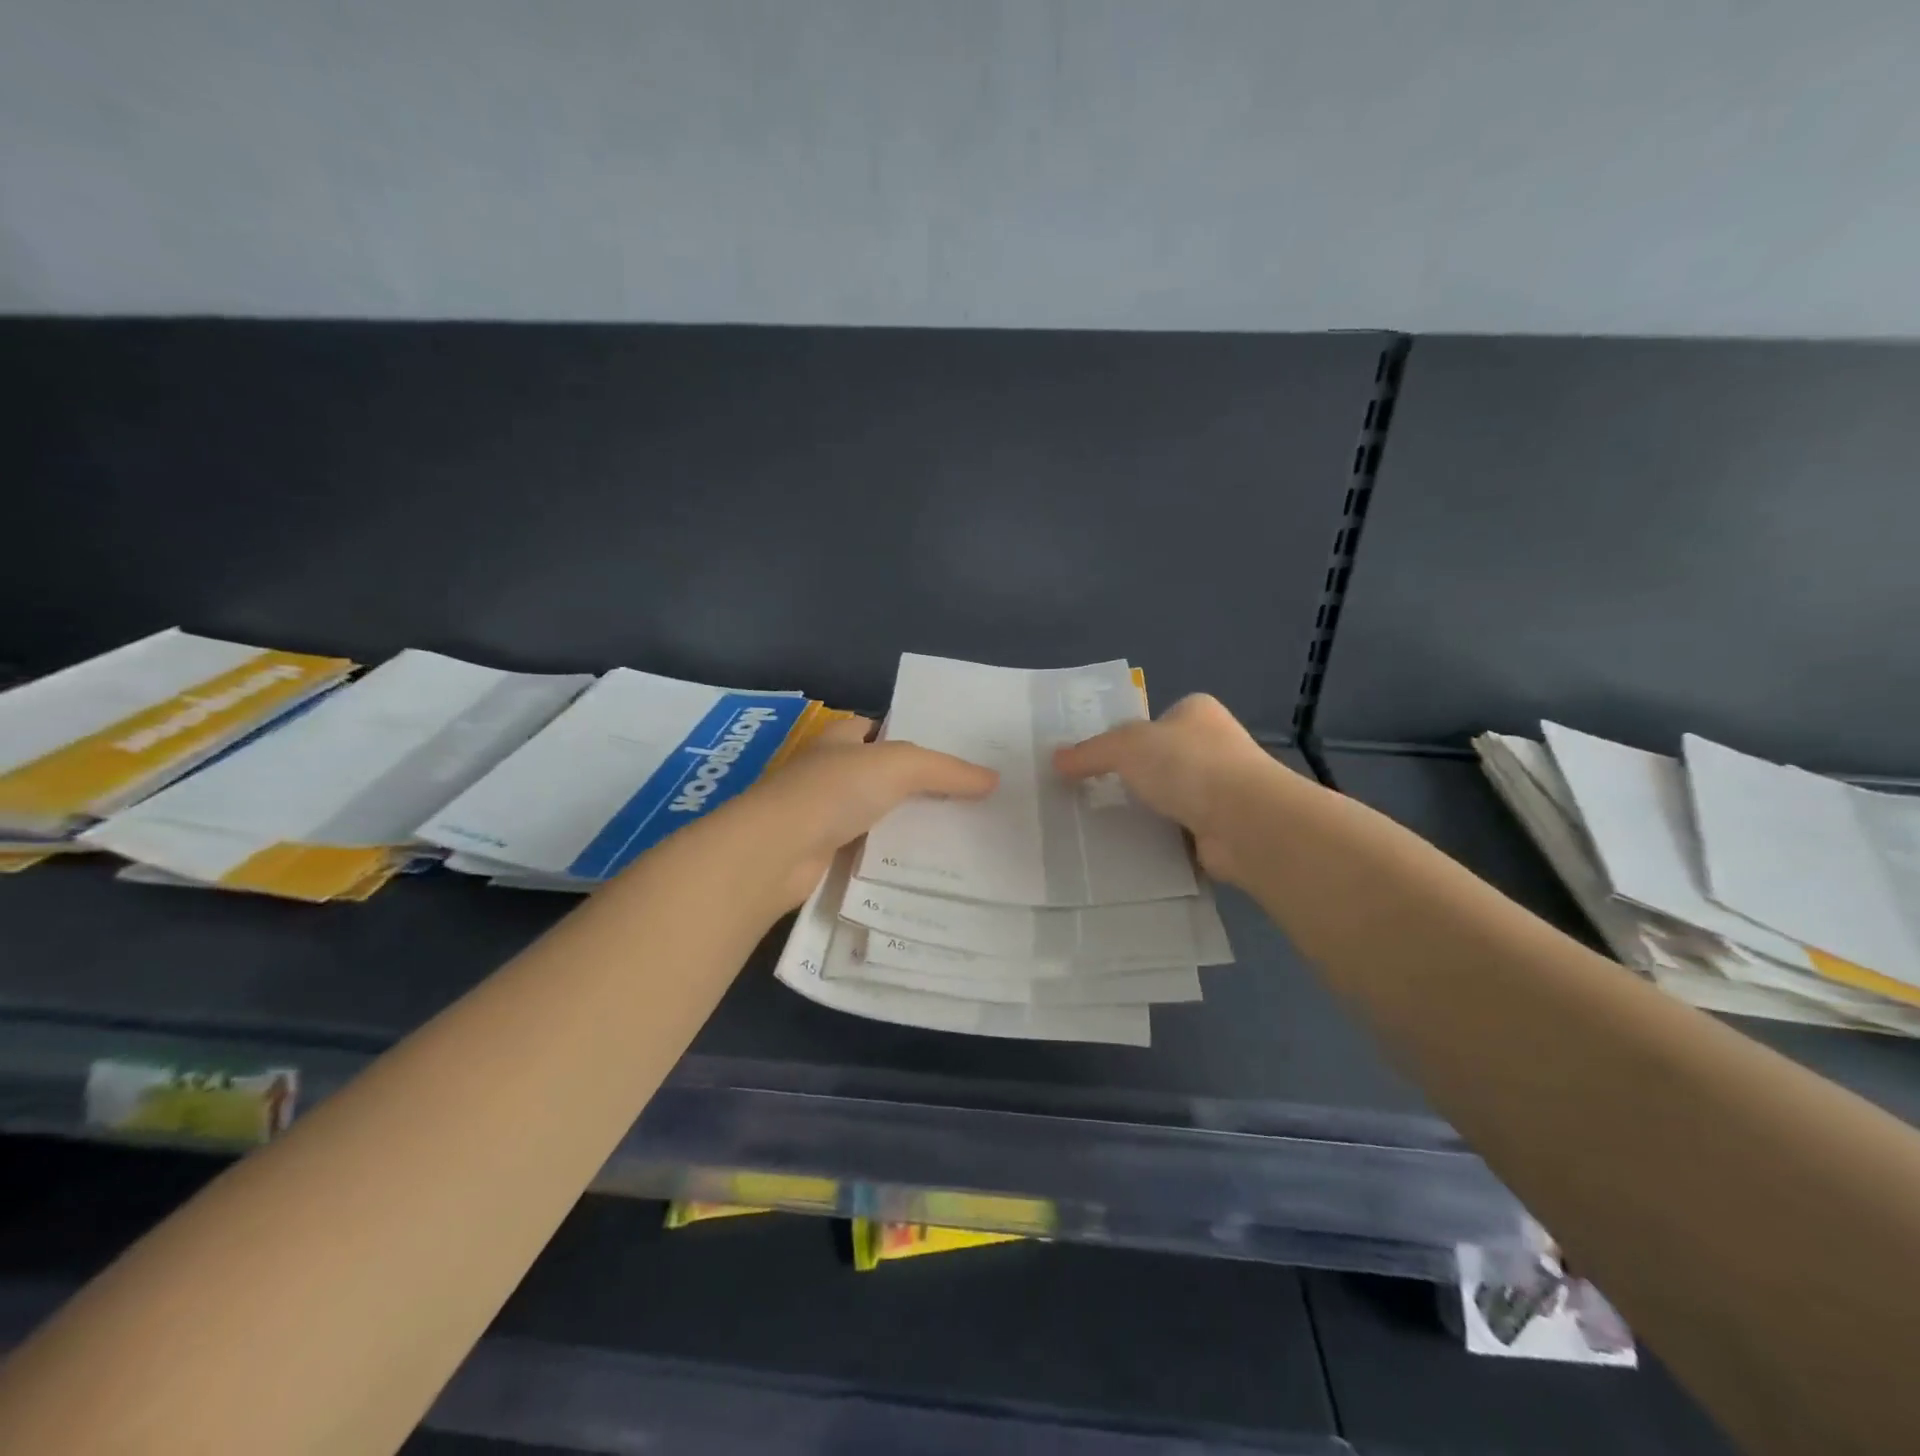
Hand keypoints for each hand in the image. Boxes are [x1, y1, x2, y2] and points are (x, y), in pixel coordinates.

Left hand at [726, 716, 997, 909]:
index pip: (879, 729)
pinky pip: (867, 849)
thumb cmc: (832, 791)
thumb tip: (992, 779)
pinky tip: (923, 865)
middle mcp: (828, 772)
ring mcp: (822, 814)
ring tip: (959, 834)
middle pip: (881, 775)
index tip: (955, 756)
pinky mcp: (822, 854)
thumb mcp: (898, 766)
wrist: (775, 852)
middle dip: (918, 785)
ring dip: (906, 823)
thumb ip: (945, 770)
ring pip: (876, 814)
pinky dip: (890, 855)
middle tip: (969, 798)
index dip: (914, 737)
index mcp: (839, 739)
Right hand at [1052, 693, 1296, 885]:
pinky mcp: (1223, 828)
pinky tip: (1131, 849)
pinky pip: (1180, 832)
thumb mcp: (1126, 747)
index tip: (1095, 760)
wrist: (1245, 821)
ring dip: (1147, 811)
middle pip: (1162, 760)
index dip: (1126, 736)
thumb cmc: (1187, 765)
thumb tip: (1056, 761)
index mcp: (1196, 713)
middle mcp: (1214, 746)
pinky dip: (1160, 840)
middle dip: (1134, 777)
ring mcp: (1223, 789)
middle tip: (1091, 794)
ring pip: (1171, 798)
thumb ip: (1090, 752)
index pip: (1155, 719)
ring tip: (1103, 824)